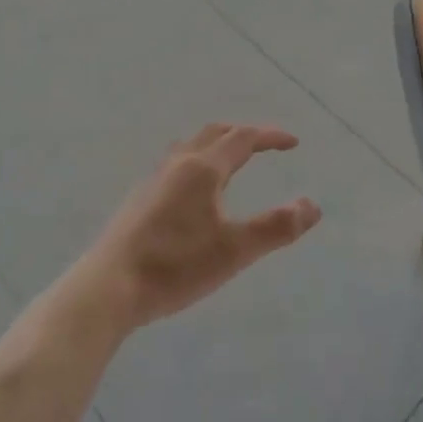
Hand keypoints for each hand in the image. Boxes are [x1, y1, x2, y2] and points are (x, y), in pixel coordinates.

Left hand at [82, 123, 321, 329]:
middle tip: (265, 144)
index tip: (293, 142)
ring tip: (231, 160)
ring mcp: (154, 180)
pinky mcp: (140, 199)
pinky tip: (194, 191)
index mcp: (202, 169)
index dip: (270, 137)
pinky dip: (197, 161)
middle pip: (214, 134)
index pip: (243, 139)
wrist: (109, 287)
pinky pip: (176, 164)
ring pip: (191, 146)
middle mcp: (178, 164)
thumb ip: (276, 227)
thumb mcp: (234, 251)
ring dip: (216, 144)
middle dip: (243, 134)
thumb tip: (313, 206)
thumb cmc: (175, 266)